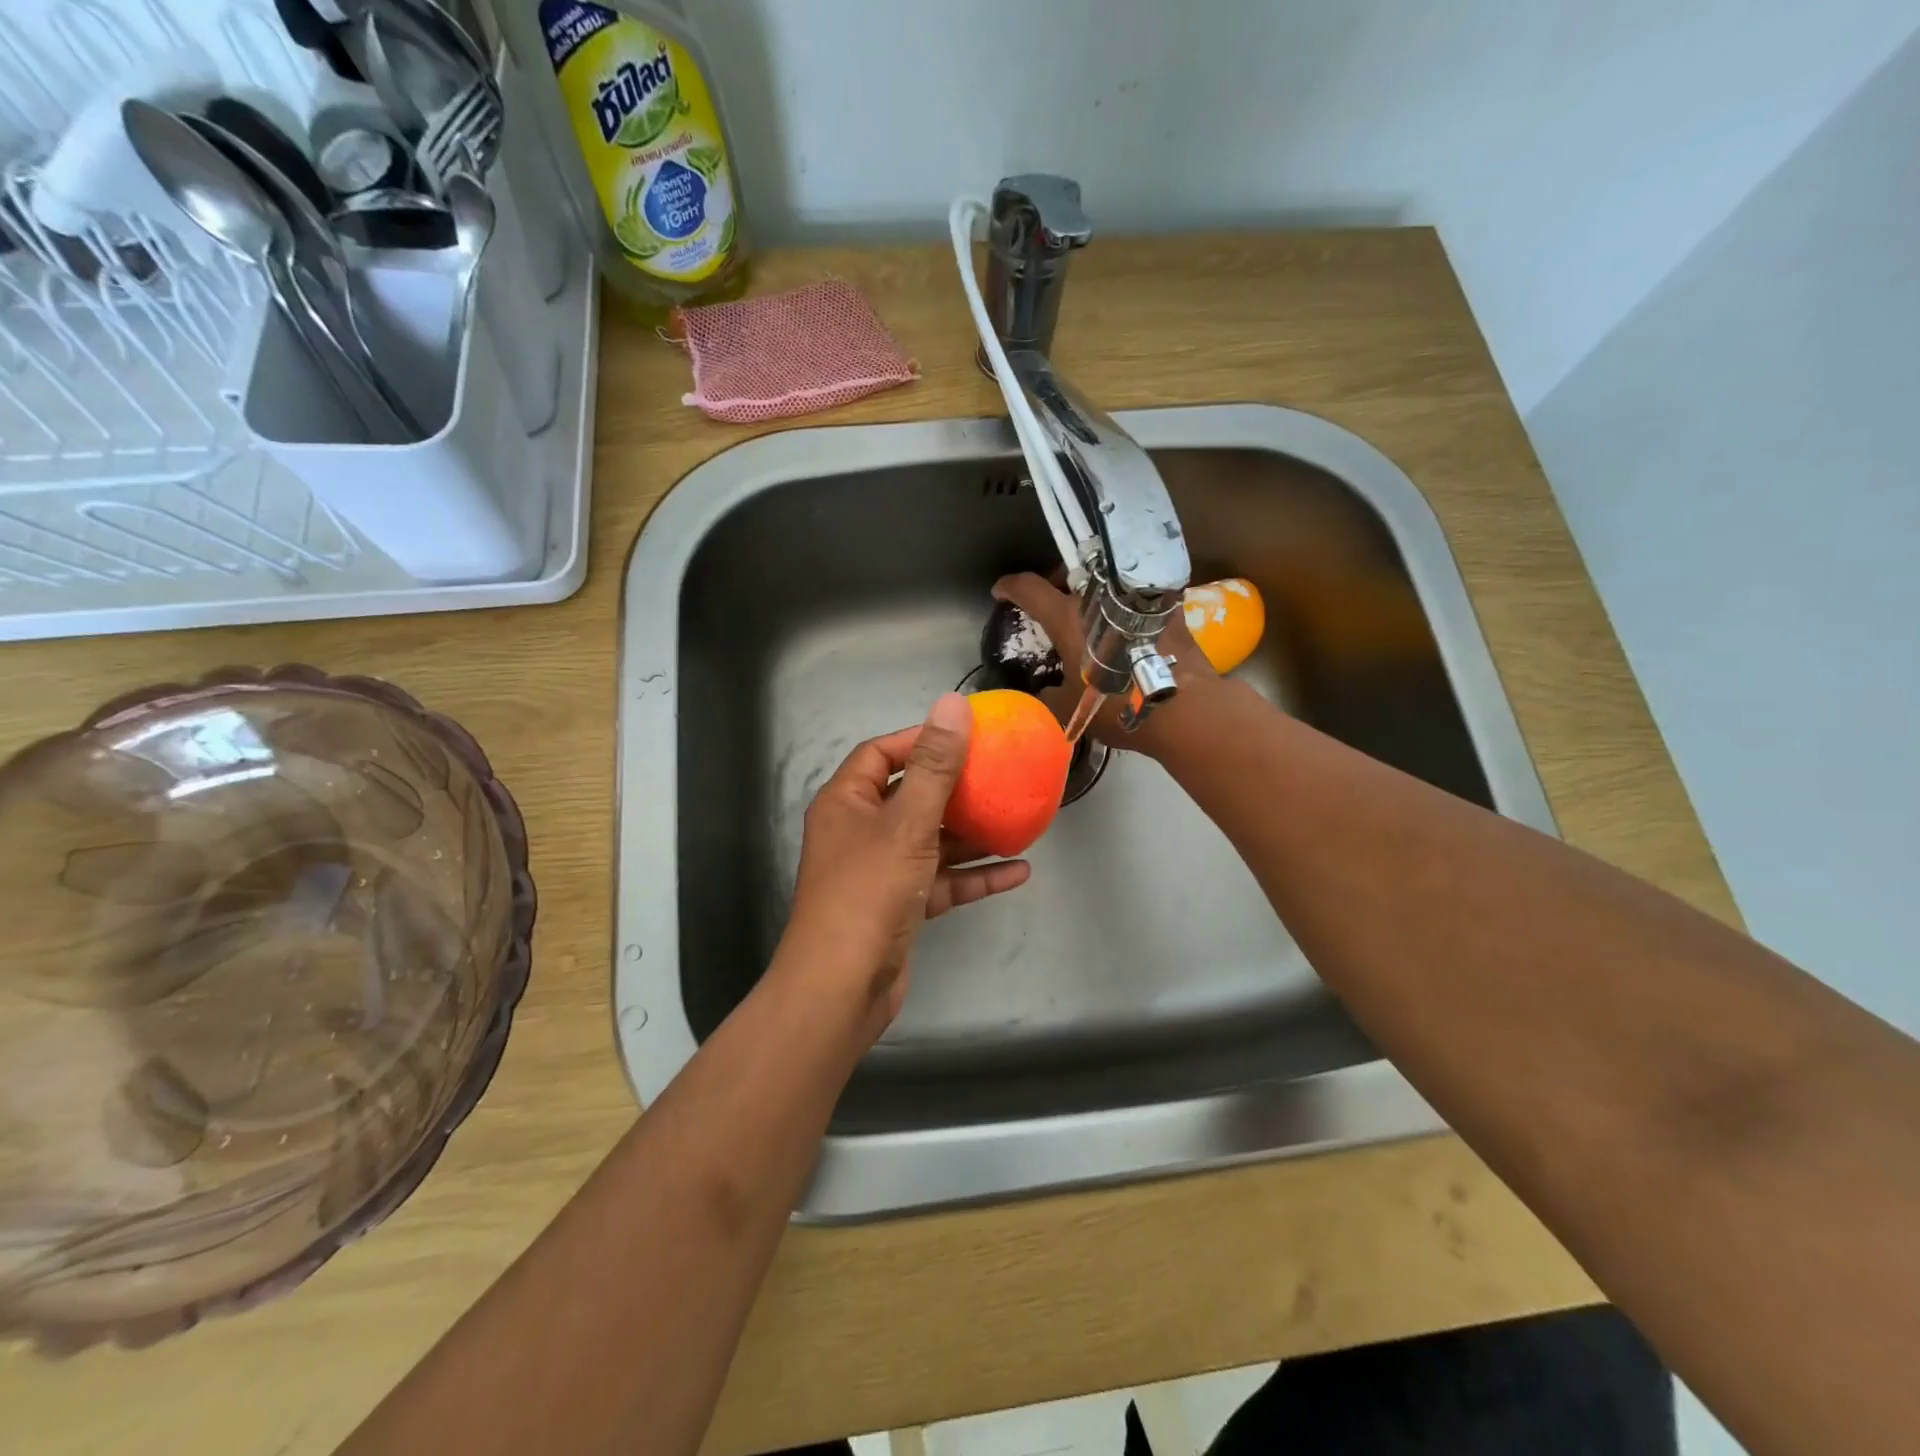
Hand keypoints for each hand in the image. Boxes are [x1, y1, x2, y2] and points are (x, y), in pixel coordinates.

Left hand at [776, 693, 1032, 1036]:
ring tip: (1017, 820)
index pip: (880, 754)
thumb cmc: (868, 892)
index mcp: (847, 802)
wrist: (842, 988)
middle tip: (999, 775)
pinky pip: (941, 881)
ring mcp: (881, 872)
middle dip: (955, 788)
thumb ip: (934, 767)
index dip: (919, 740)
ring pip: (931, 841)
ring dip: (971, 834)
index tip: (965, 736)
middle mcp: (860, 832)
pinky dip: (974, 876)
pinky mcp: (900, 907)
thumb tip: (953, 706)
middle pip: (911, 797)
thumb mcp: (906, 824)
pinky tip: (1017, 871)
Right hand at [989, 572, 1219, 755]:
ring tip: (1089, 611)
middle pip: (1070, 573)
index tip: (1001, 591)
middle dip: (1054, 582)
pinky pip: (1135, 597)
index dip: (1010, 587)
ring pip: (1105, 580)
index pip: (1029, 588)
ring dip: (1092, 591)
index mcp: (1069, 617)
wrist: (1182, 707)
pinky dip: (1123, 606)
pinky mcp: (1167, 607)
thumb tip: (1042, 693)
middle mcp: (1101, 597)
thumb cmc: (1117, 705)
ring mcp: (1136, 598)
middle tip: (1050, 601)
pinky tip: (1124, 625)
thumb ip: (1048, 696)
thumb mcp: (1071, 709)